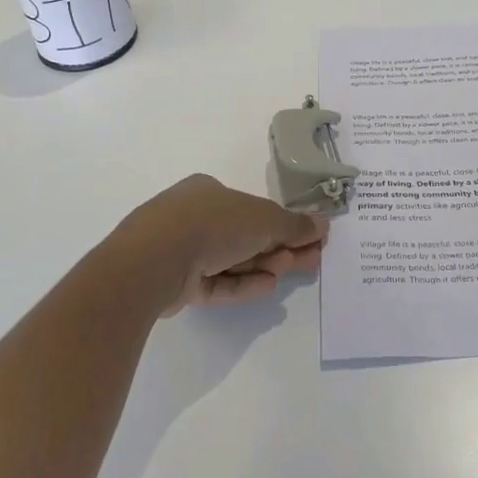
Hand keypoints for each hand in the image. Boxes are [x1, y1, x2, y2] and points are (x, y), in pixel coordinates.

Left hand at [102, 174, 326, 317]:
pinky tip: (268, 286)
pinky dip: (242, 283)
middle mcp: (193, 217)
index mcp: (208, 192)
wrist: (154, 260)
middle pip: (245, 235)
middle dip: (279, 248)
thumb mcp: (263, 219)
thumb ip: (294, 225)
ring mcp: (182, 251)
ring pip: (232, 260)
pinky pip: (216, 282)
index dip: (283, 224)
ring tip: (290, 271)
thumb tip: (323, 224)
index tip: (309, 239)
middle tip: (311, 260)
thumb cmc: (212, 223)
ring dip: (263, 264)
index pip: (252, 208)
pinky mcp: (176, 283)